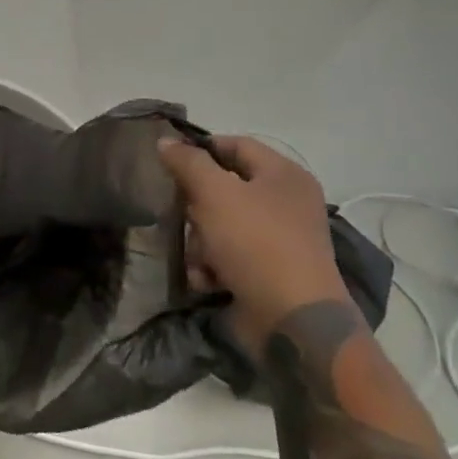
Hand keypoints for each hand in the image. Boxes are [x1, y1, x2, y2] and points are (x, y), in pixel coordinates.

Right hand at [158, 136, 352, 357]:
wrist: (291, 318)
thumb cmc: (256, 243)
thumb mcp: (215, 194)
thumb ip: (189, 163)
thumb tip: (166, 141)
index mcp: (283, 175)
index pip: (236, 145)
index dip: (201, 148)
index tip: (168, 162)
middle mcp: (285, 203)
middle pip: (224, 188)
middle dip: (196, 205)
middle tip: (180, 215)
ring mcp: (278, 239)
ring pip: (220, 225)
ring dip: (199, 241)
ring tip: (197, 258)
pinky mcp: (267, 270)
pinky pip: (228, 256)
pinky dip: (212, 266)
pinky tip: (206, 279)